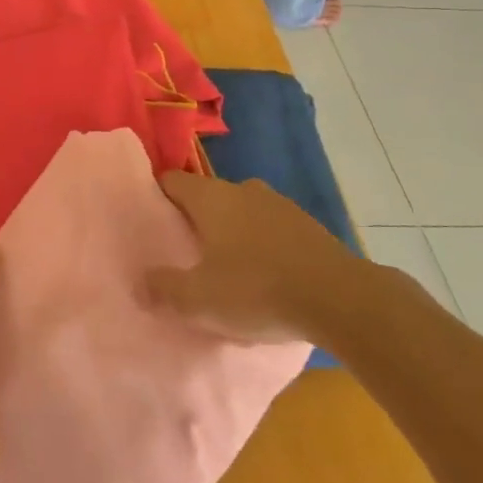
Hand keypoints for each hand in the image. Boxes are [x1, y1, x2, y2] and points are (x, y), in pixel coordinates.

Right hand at [140, 173, 362, 344]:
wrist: (342, 301)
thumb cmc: (257, 290)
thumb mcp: (198, 300)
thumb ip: (163, 289)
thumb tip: (140, 283)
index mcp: (212, 198)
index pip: (172, 181)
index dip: (156, 197)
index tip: (149, 221)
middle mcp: (244, 190)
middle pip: (208, 197)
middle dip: (195, 220)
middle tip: (184, 252)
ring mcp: (281, 206)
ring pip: (243, 213)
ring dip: (232, 233)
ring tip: (226, 268)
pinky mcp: (310, 228)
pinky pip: (272, 231)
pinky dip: (263, 247)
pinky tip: (265, 278)